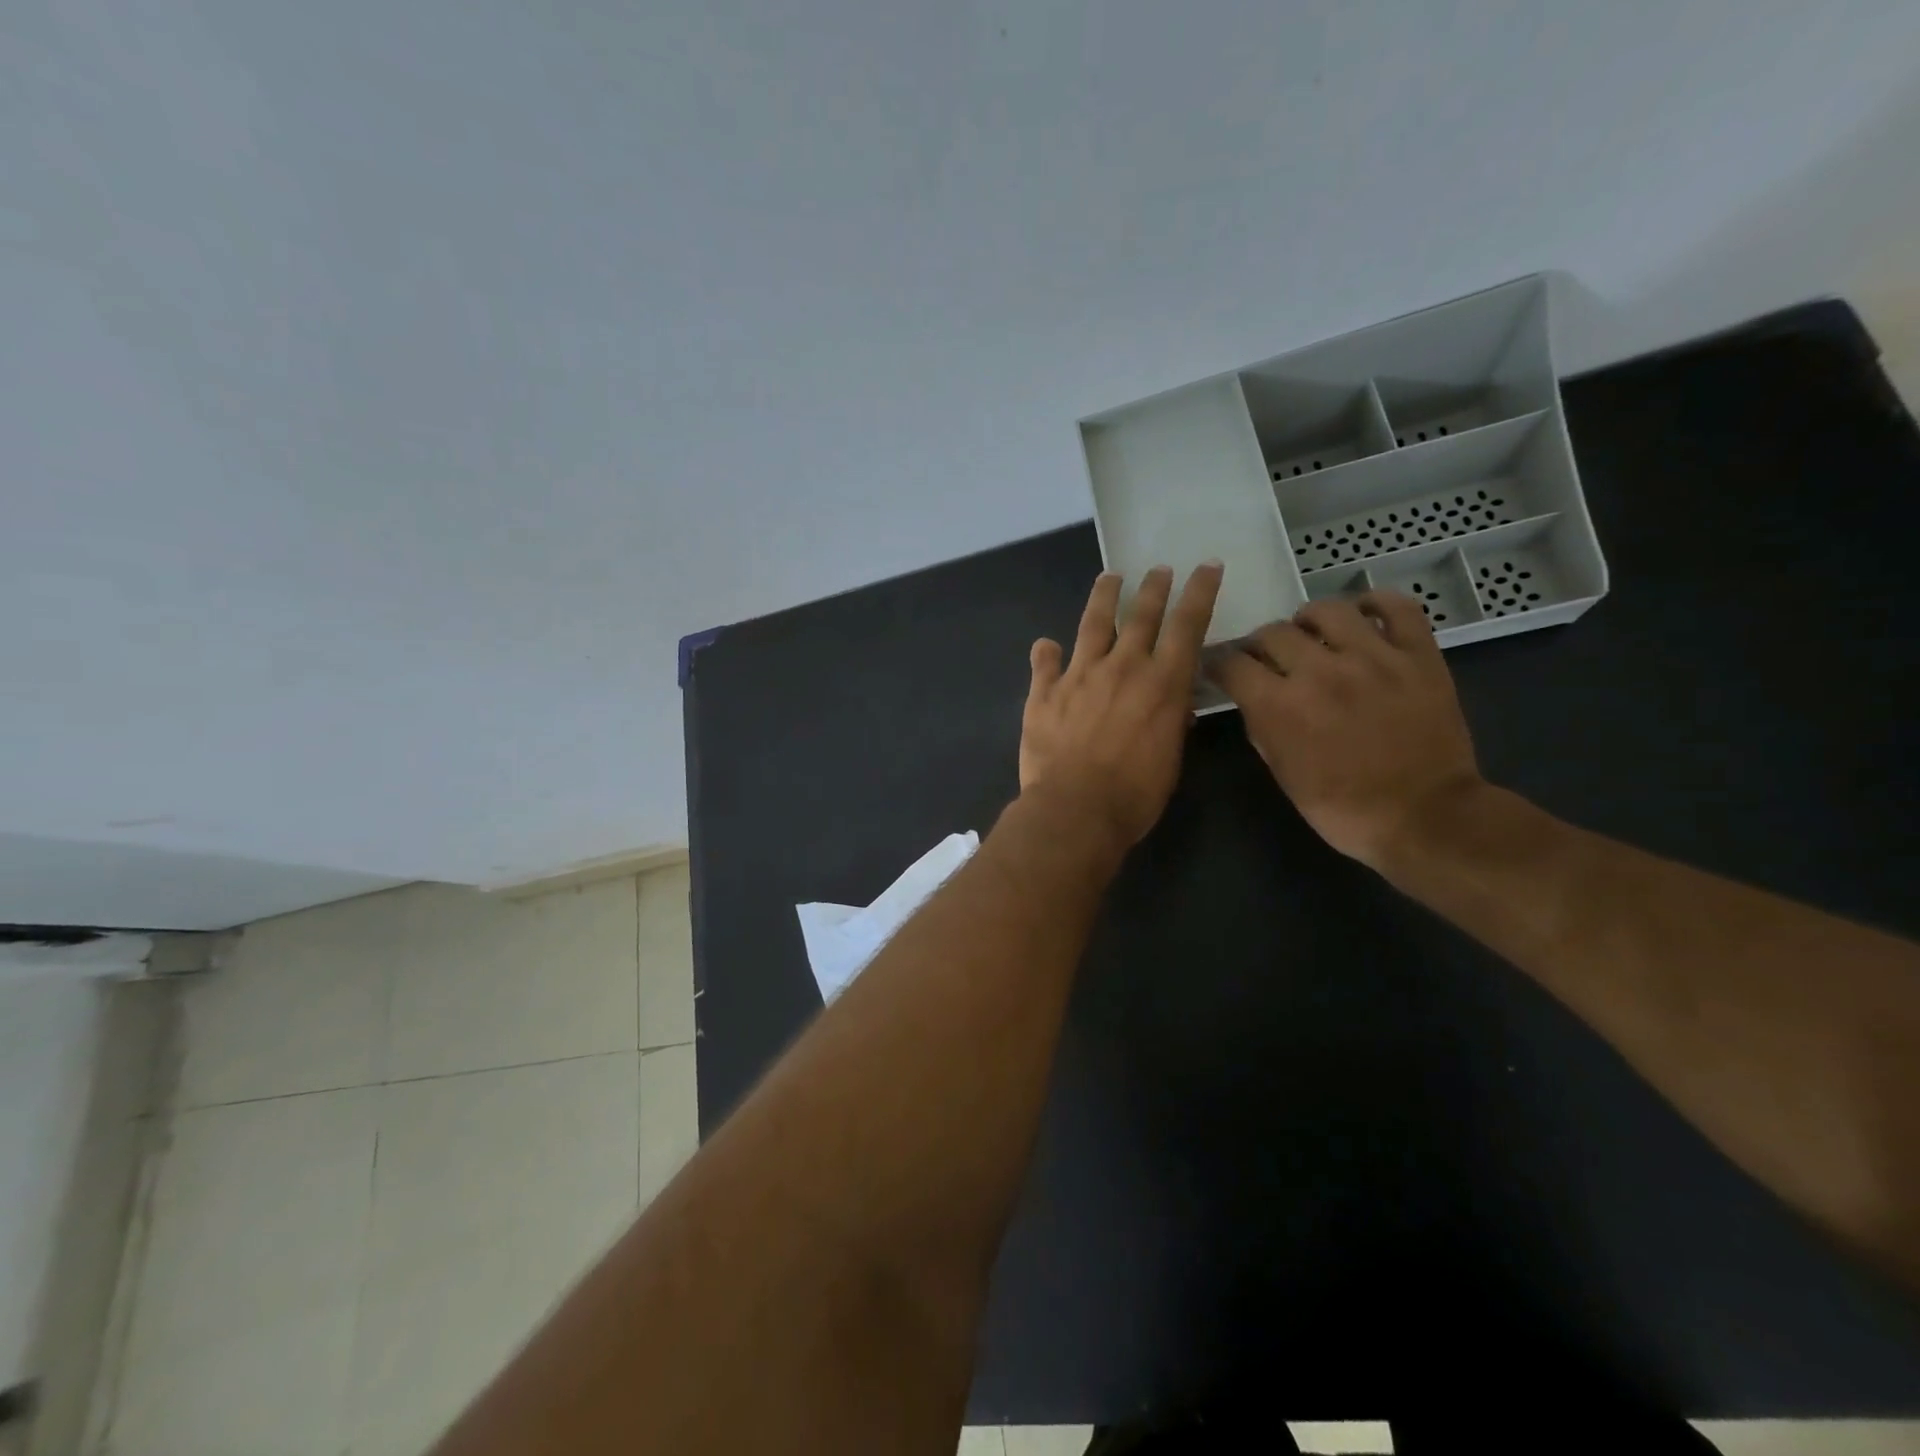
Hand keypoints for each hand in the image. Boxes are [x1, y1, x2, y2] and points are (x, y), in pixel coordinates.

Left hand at [1020, 562, 1223, 845]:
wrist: (1075, 808)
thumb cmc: (1134, 794)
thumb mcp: (1170, 759)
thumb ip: (1171, 722)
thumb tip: (1174, 706)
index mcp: (1162, 683)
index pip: (1188, 625)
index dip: (1200, 592)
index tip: (1206, 566)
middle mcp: (1123, 667)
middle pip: (1141, 615)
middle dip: (1154, 588)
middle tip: (1159, 569)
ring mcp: (1080, 674)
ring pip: (1093, 623)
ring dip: (1103, 597)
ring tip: (1110, 578)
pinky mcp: (1044, 692)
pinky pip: (1044, 663)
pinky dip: (1045, 653)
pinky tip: (1045, 644)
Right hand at [1207, 593, 1482, 868]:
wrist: (1425, 818)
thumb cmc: (1344, 809)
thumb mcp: (1284, 775)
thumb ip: (1262, 729)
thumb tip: (1253, 701)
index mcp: (1280, 706)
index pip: (1232, 664)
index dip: (1220, 664)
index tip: (1221, 668)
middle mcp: (1321, 671)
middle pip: (1273, 632)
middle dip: (1260, 645)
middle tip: (1267, 659)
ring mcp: (1374, 658)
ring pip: (1328, 610)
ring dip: (1308, 619)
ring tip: (1312, 633)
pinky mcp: (1418, 655)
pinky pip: (1397, 607)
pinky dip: (1375, 603)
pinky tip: (1363, 614)